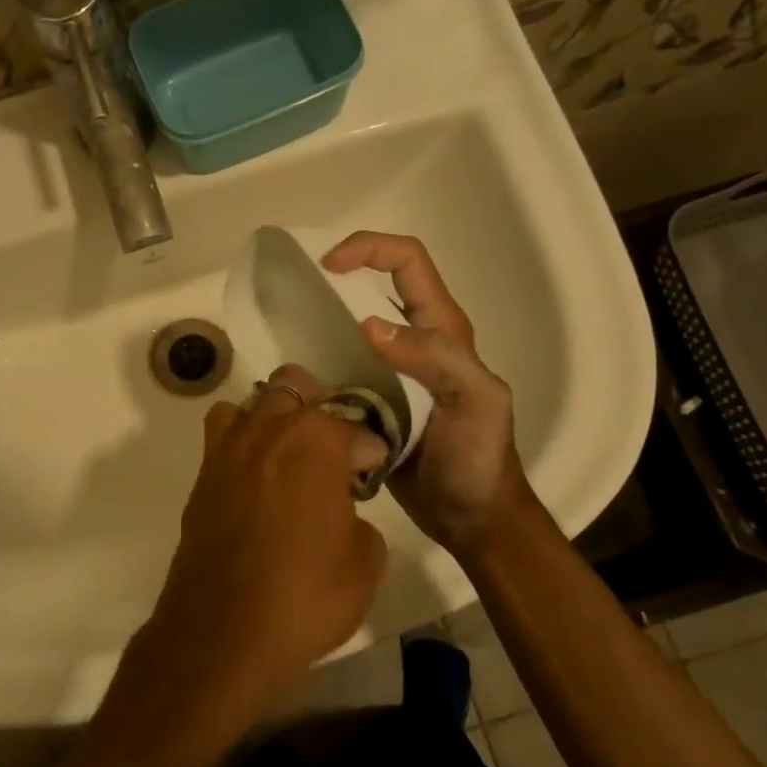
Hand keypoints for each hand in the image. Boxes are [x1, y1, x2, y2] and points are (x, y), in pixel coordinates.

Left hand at [129, 365, 388, 726]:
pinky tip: (256, 476)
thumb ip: (362, 523)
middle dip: (321, 411)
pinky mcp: (203, 475)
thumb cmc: (304, 597)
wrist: (222, 632)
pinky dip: (242, 439)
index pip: (356, 428)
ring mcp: (229, 449)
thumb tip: (345, 515)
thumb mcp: (364, 565)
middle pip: (297, 387)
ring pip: (254, 401)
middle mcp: (270, 430)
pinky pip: (223, 433)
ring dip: (276, 416)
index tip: (373, 472)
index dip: (371, 451)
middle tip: (332, 453)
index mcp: (317, 442)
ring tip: (290, 454)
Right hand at [322, 232, 537, 559]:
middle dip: (336, 281)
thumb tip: (368, 325)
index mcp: (443, 330)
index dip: (369, 248)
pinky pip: (339, 370)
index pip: (408, 262)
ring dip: (322, 324)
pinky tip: (299, 381)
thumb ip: (434, 358)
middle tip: (297, 297)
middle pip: (373, 287)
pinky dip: (318, 366)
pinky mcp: (371, 400)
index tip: (328, 265)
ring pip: (350, 328)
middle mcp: (415, 341)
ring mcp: (390, 372)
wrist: (469, 517)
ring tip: (288, 338)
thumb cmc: (478, 458)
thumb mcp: (474, 401)